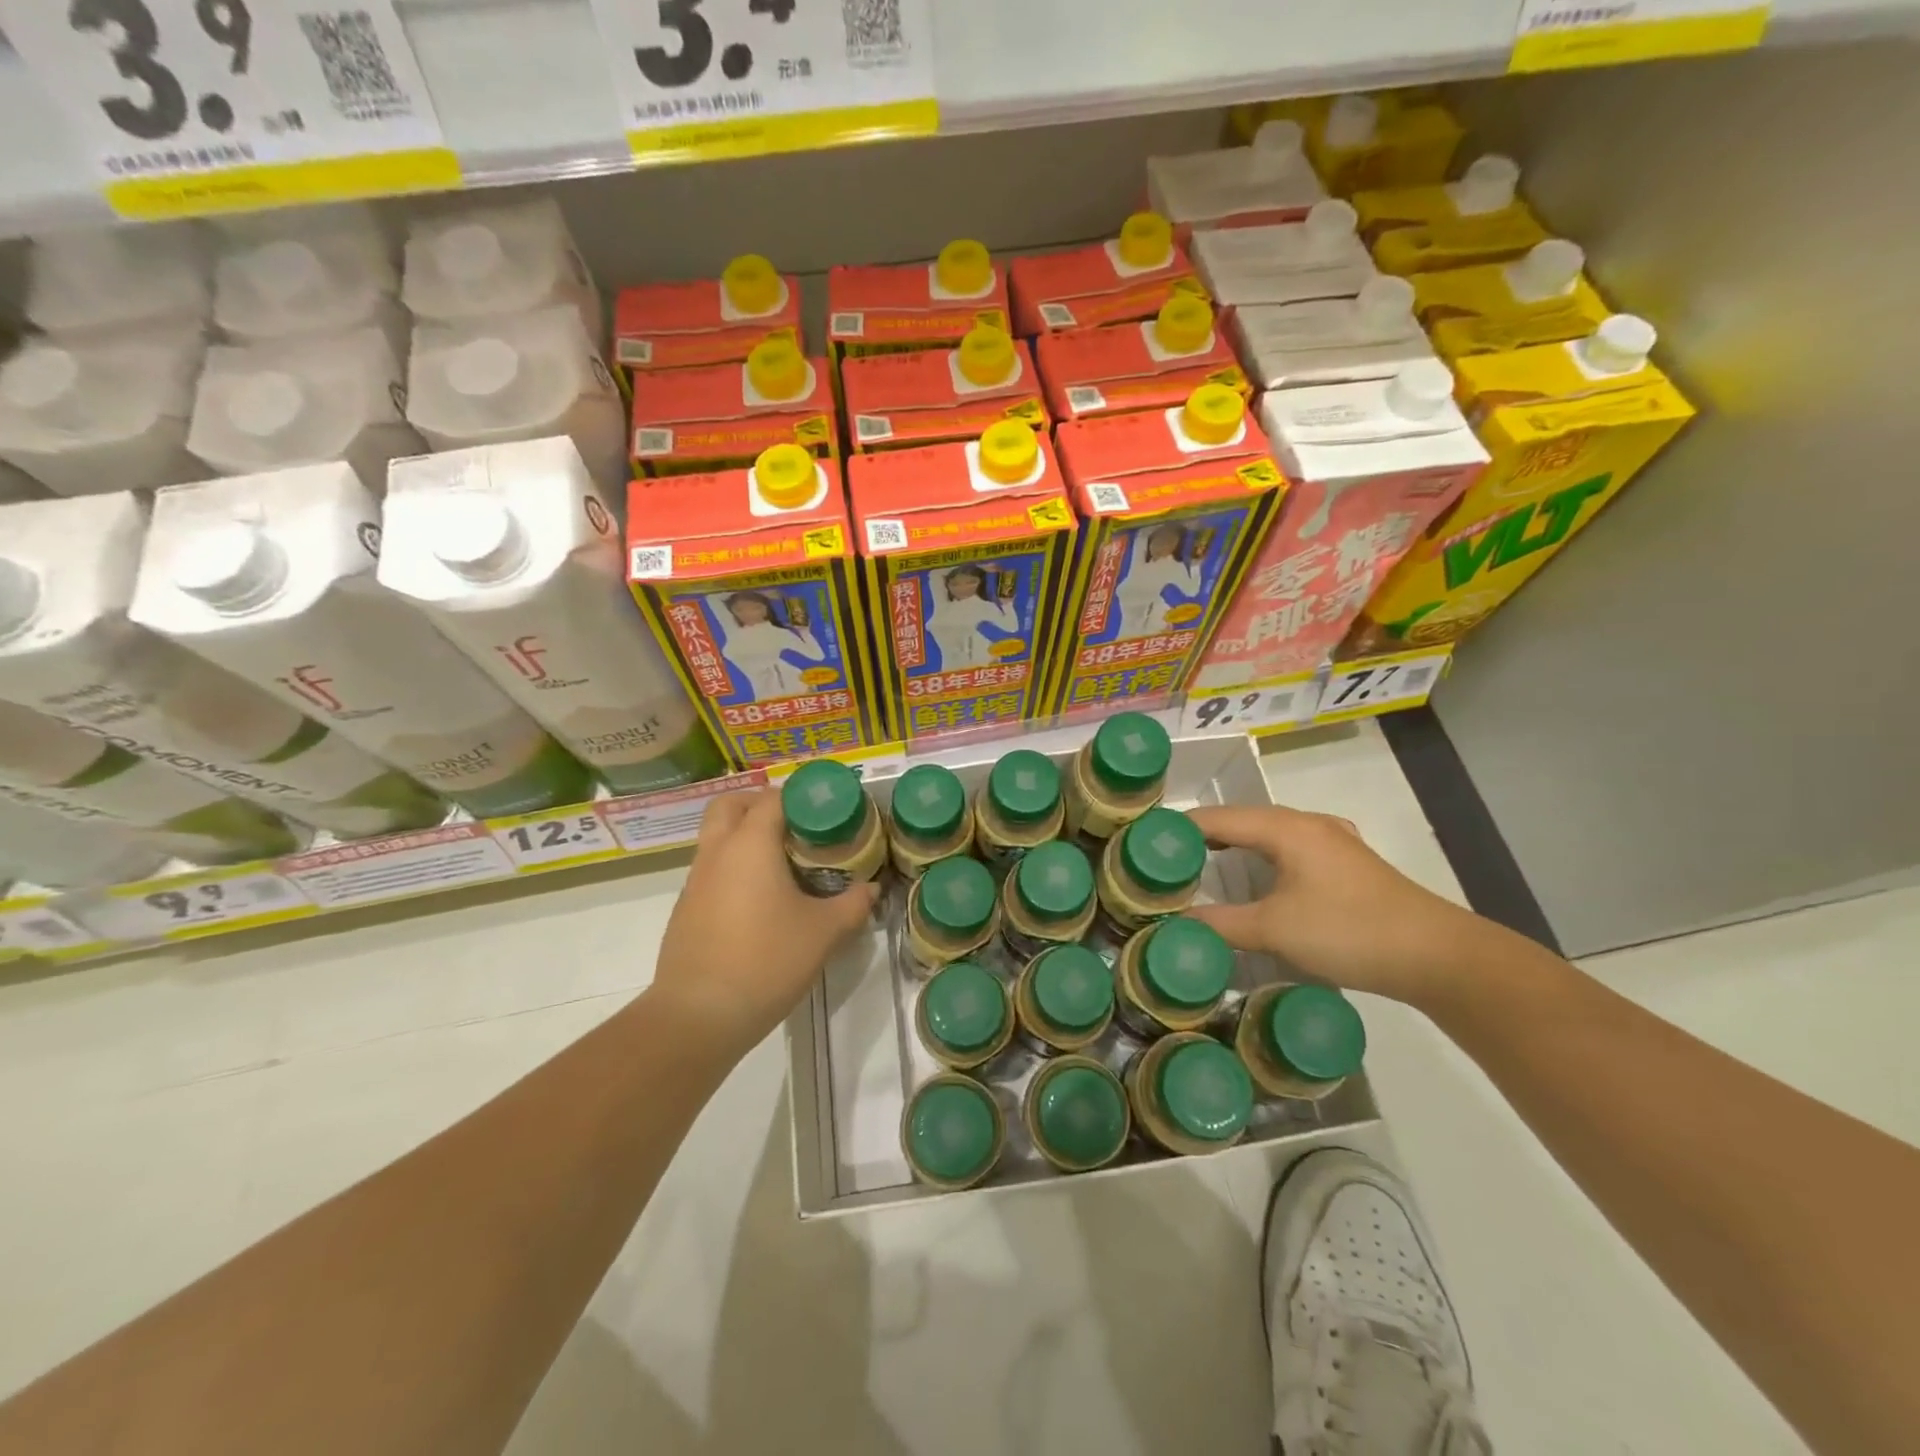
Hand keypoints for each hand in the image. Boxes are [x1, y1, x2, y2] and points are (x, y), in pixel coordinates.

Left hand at [651, 789, 878, 1057]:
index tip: (827, 811)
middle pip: (731, 804)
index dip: (801, 797)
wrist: (698, 1016)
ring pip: (717, 837)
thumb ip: (853, 904)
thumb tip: (871, 888)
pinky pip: (711, 870)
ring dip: (745, 836)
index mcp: (750, 844)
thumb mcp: (824, 933)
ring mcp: (695, 881)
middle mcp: (717, 852)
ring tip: (784, 863)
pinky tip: (760, 901)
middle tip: (796, 825)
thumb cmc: (766, 961)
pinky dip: (734, 868)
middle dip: (761, 804)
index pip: (774, 798)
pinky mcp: (686, 909)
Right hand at [1185, 804, 1494, 1006]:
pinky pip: (1290, 850)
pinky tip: (1260, 877)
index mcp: (1286, 828)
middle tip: (1166, 859)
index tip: (1144, 844)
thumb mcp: (1274, 930)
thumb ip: (1220, 923)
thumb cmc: (1348, 931)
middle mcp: (1307, 824)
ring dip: (1235, 847)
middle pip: (1242, 821)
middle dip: (1203, 837)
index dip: (1179, 829)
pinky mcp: (1348, 866)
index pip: (1217, 818)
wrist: (1437, 956)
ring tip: (1202, 865)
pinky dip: (1263, 859)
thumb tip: (1174, 924)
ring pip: (1268, 835)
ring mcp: (1333, 842)